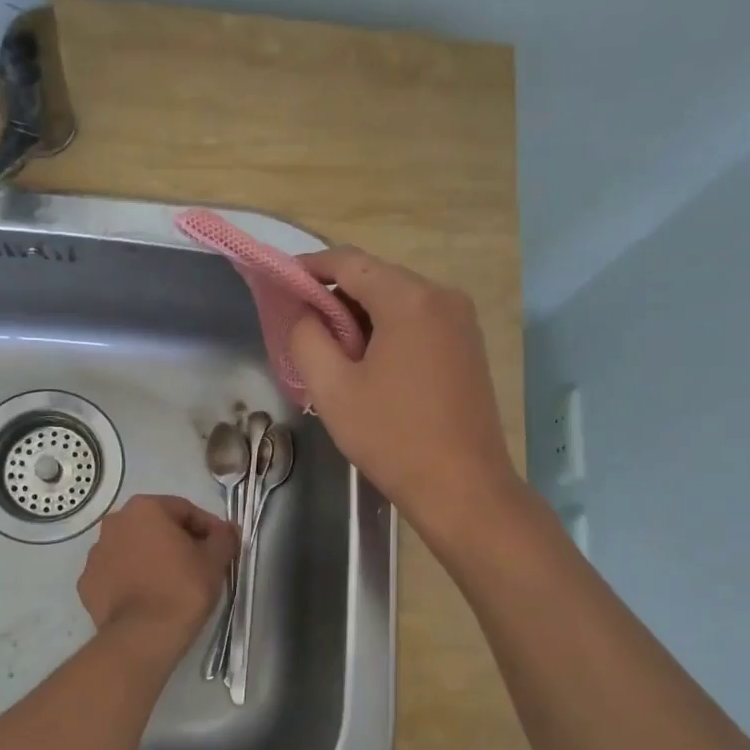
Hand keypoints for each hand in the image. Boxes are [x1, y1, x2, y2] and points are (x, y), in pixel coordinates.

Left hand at [77, 495, 237, 664]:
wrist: (143, 637)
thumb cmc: (183, 589)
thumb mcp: (215, 560)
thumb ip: (223, 537)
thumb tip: (226, 530)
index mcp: (145, 508)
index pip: (185, 510)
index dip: (207, 528)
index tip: (221, 547)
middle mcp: (114, 523)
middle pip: (155, 527)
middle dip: (177, 541)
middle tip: (198, 564)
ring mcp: (95, 554)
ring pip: (133, 549)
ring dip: (152, 559)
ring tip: (171, 584)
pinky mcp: (86, 583)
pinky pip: (116, 574)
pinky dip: (131, 580)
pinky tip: (147, 598)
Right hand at [288, 247, 521, 534]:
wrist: (463, 487)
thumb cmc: (392, 437)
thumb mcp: (332, 389)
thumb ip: (307, 338)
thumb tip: (303, 311)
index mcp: (410, 299)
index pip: (349, 262)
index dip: (310, 267)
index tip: (280, 284)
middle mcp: (443, 297)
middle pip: (376, 278)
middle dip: (336, 297)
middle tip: (304, 329)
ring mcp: (462, 321)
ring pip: (398, 301)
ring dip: (361, 317)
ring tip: (333, 353)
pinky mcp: (468, 346)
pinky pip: (419, 321)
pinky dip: (388, 330)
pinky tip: (370, 365)